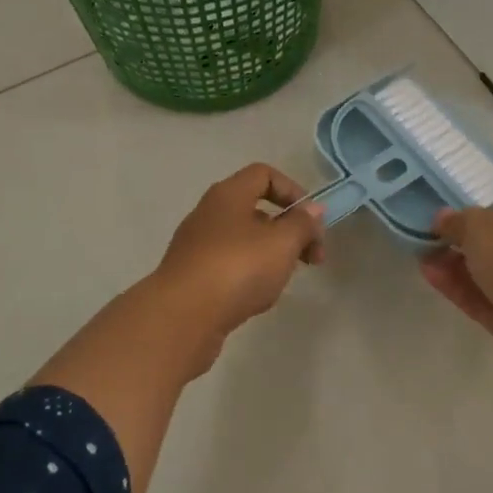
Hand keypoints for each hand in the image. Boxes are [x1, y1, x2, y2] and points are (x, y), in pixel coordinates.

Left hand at [149, 164, 324, 370]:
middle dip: (289, 230)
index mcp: (228, 194)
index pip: (264, 174)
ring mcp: (197, 245)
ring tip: (284, 281)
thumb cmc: (237, 268)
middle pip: (256, 209)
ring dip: (271, 254)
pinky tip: (257, 298)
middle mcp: (209, 213)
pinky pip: (228, 265)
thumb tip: (312, 210)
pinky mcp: (192, 276)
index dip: (293, 190)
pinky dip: (249, 275)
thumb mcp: (282, 242)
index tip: (311, 221)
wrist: (181, 317)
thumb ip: (302, 223)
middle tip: (311, 258)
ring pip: (244, 240)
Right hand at [418, 202, 492, 371]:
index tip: (452, 217)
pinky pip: (484, 300)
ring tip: (422, 257)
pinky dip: (459, 289)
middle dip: (464, 243)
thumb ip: (458, 220)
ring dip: (457, 266)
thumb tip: (443, 218)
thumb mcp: (480, 224)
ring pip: (490, 275)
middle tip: (432, 239)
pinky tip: (430, 276)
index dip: (482, 213)